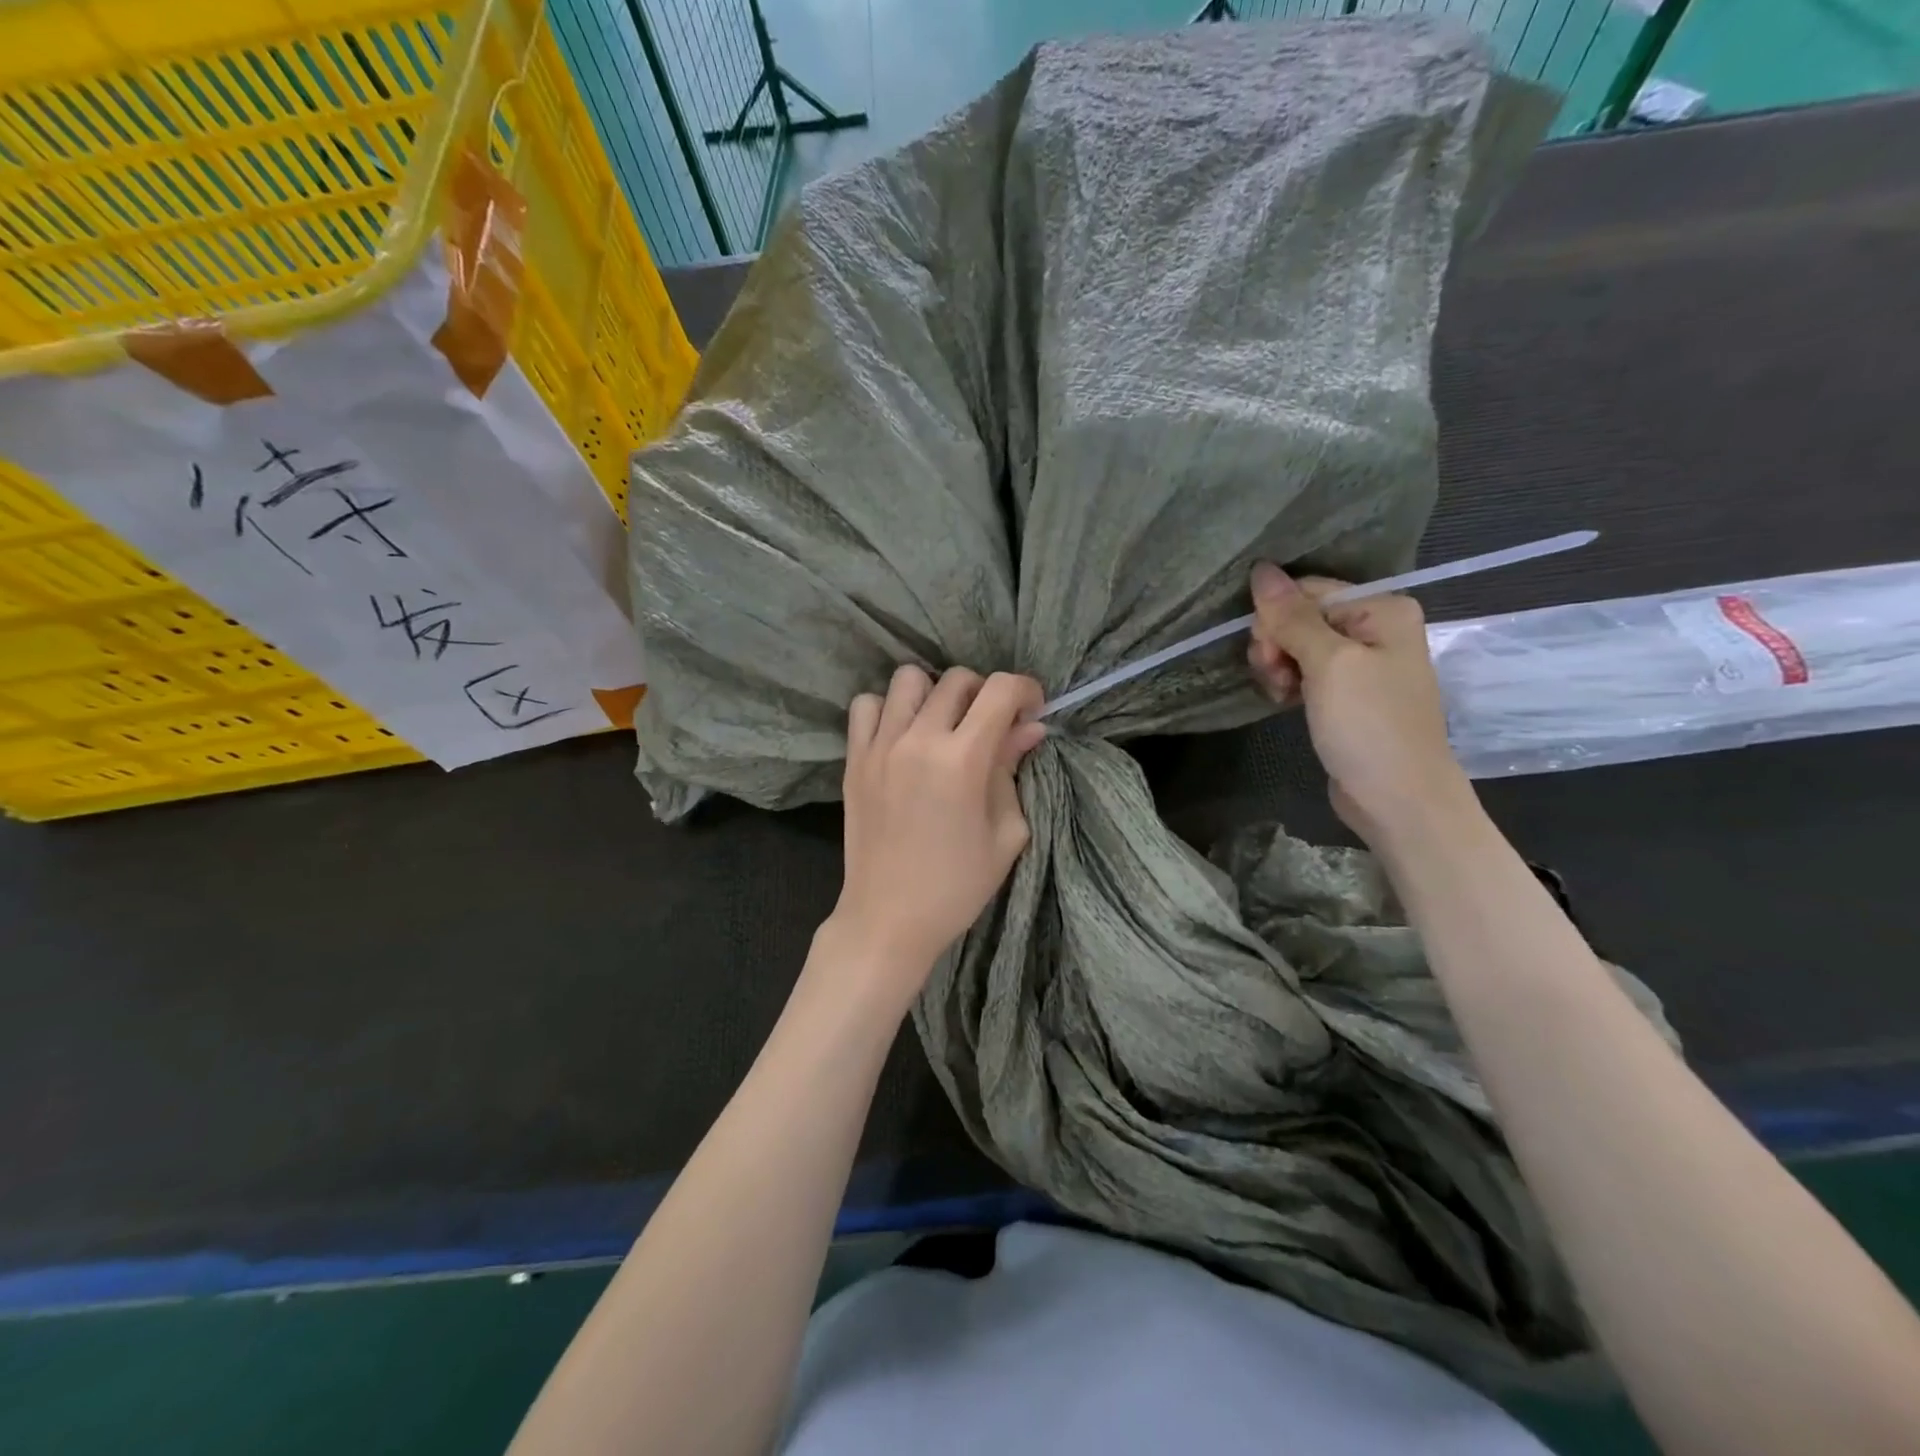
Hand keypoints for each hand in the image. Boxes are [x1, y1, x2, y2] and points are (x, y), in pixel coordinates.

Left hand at [830, 666, 1046, 986]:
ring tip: (944, 725)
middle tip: (991, 726)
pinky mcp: (854, 759)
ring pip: (909, 679)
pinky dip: (888, 708)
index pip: (1000, 690)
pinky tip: (903, 734)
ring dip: (935, 693)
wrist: (888, 918)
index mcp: (963, 760)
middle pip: (958, 679)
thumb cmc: (957, 885)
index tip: (1031, 710)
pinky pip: (866, 705)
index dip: (1025, 690)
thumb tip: (1029, 728)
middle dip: (985, 694)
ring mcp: (880, 746)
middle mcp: (918, 740)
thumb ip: (1013, 770)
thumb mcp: (1005, 833)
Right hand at [1246, 562, 1471, 844]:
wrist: (1397, 798)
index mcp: (1381, 608)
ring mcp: (1362, 662)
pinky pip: (1305, 671)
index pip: (1306, 591)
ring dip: (1278, 667)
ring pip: (1296, 646)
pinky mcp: (1347, 693)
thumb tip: (1261, 569)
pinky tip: (1286, 701)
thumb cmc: (1369, 725)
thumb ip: (1292, 617)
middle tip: (1278, 680)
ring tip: (1282, 695)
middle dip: (1276, 645)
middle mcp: (1375, 627)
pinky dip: (1289, 683)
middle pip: (1299, 617)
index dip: (1276, 619)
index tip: (1269, 658)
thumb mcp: (1329, 665)